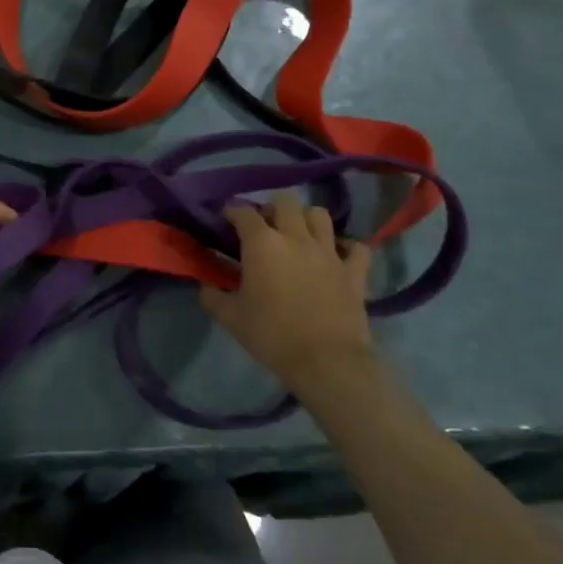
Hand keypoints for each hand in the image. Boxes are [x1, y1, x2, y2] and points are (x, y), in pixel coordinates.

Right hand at [199, 193, 373, 392]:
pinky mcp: (354, 272)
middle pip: (284, 202)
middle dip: (270, 208)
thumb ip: (212, 296)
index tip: (225, 220)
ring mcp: (329, 252)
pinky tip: (337, 255)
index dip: (231, 212)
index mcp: (262, 244)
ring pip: (319, 215)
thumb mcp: (230, 317)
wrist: (326, 361)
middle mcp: (296, 237)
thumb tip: (205, 285)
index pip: (243, 213)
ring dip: (306, 219)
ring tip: (298, 234)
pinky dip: (347, 247)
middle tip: (263, 227)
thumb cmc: (272, 335)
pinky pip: (357, 248)